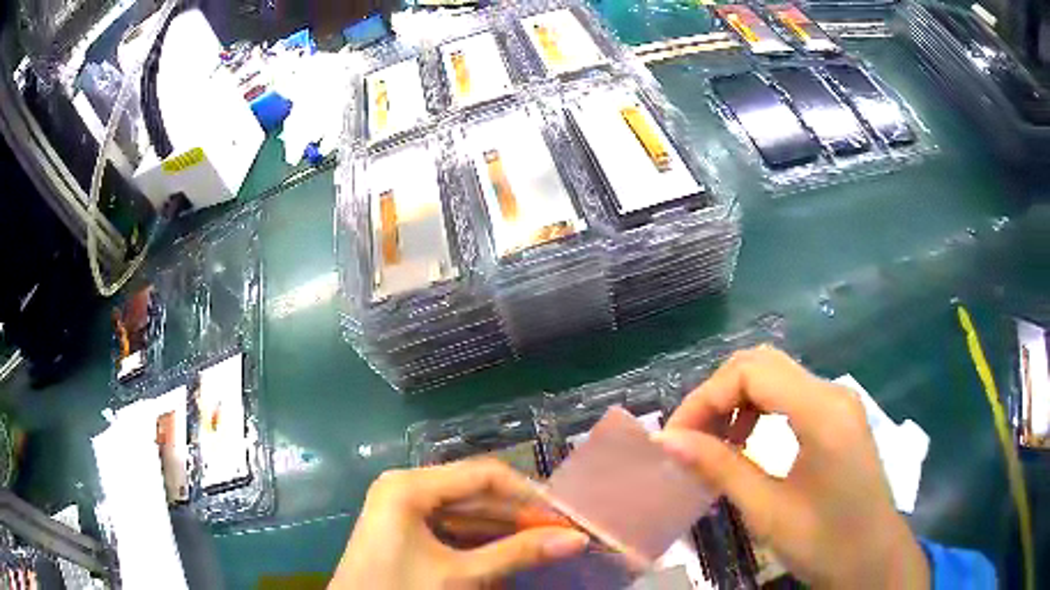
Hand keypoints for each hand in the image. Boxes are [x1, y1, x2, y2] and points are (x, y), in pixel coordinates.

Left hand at [330, 460, 588, 589]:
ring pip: (465, 511)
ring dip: (504, 528)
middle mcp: (405, 487)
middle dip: (519, 514)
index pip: (483, 475)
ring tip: (545, 542)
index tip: (565, 516)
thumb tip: (576, 539)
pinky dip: (482, 539)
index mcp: (410, 486)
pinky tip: (510, 551)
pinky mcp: (404, 530)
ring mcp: (403, 508)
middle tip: (561, 532)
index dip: (529, 494)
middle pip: (474, 492)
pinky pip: (451, 527)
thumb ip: (518, 554)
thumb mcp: (461, 575)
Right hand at [654, 345, 928, 588]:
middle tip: (689, 437)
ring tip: (712, 442)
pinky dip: (757, 409)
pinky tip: (746, 441)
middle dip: (716, 394)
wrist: (872, 559)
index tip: (675, 437)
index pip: (751, 372)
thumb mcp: (768, 511)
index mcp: (822, 411)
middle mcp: (832, 392)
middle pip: (761, 363)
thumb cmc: (825, 543)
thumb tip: (668, 441)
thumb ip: (720, 468)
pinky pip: (789, 394)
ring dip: (735, 400)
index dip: (705, 397)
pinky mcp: (837, 416)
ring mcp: (838, 402)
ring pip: (774, 375)